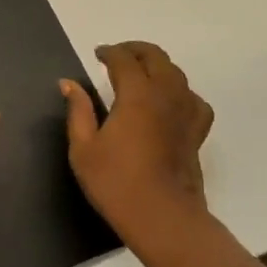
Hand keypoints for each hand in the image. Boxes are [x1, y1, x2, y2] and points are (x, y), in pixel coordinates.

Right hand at [62, 42, 213, 251]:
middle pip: (156, 57)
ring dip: (157, 66)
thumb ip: (78, 111)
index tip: (97, 54)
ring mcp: (186, 112)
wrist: (162, 216)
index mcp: (137, 94)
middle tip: (117, 56)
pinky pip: (193, 99)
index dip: (109, 52)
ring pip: (176, 74)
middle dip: (135, 51)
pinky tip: (170, 102)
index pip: (124, 60)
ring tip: (141, 74)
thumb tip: (69, 84)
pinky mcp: (197, 131)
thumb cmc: (116, 183)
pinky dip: (180, 92)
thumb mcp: (84, 148)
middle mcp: (166, 94)